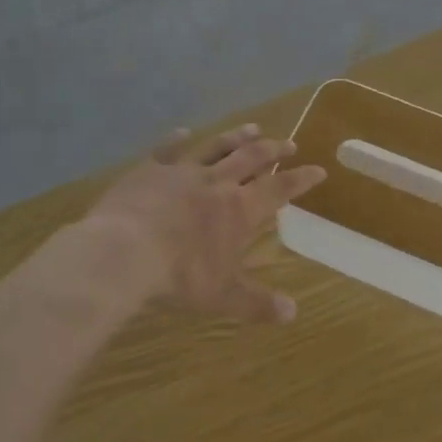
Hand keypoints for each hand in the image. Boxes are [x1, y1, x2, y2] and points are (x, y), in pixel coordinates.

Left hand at [84, 123, 326, 323]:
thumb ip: (257, 303)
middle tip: (289, 143)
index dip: (301, 180)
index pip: (279, 189)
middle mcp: (217, 182)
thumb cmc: (179, 275)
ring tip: (253, 127)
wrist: (123, 252)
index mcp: (239, 209)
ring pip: (217, 146)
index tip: (319, 170)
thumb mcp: (222, 296)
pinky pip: (168, 148)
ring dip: (237, 137)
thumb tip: (292, 313)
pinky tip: (184, 132)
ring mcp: (182, 171)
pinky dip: (178, 139)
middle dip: (274, 150)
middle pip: (252, 158)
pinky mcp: (150, 169)